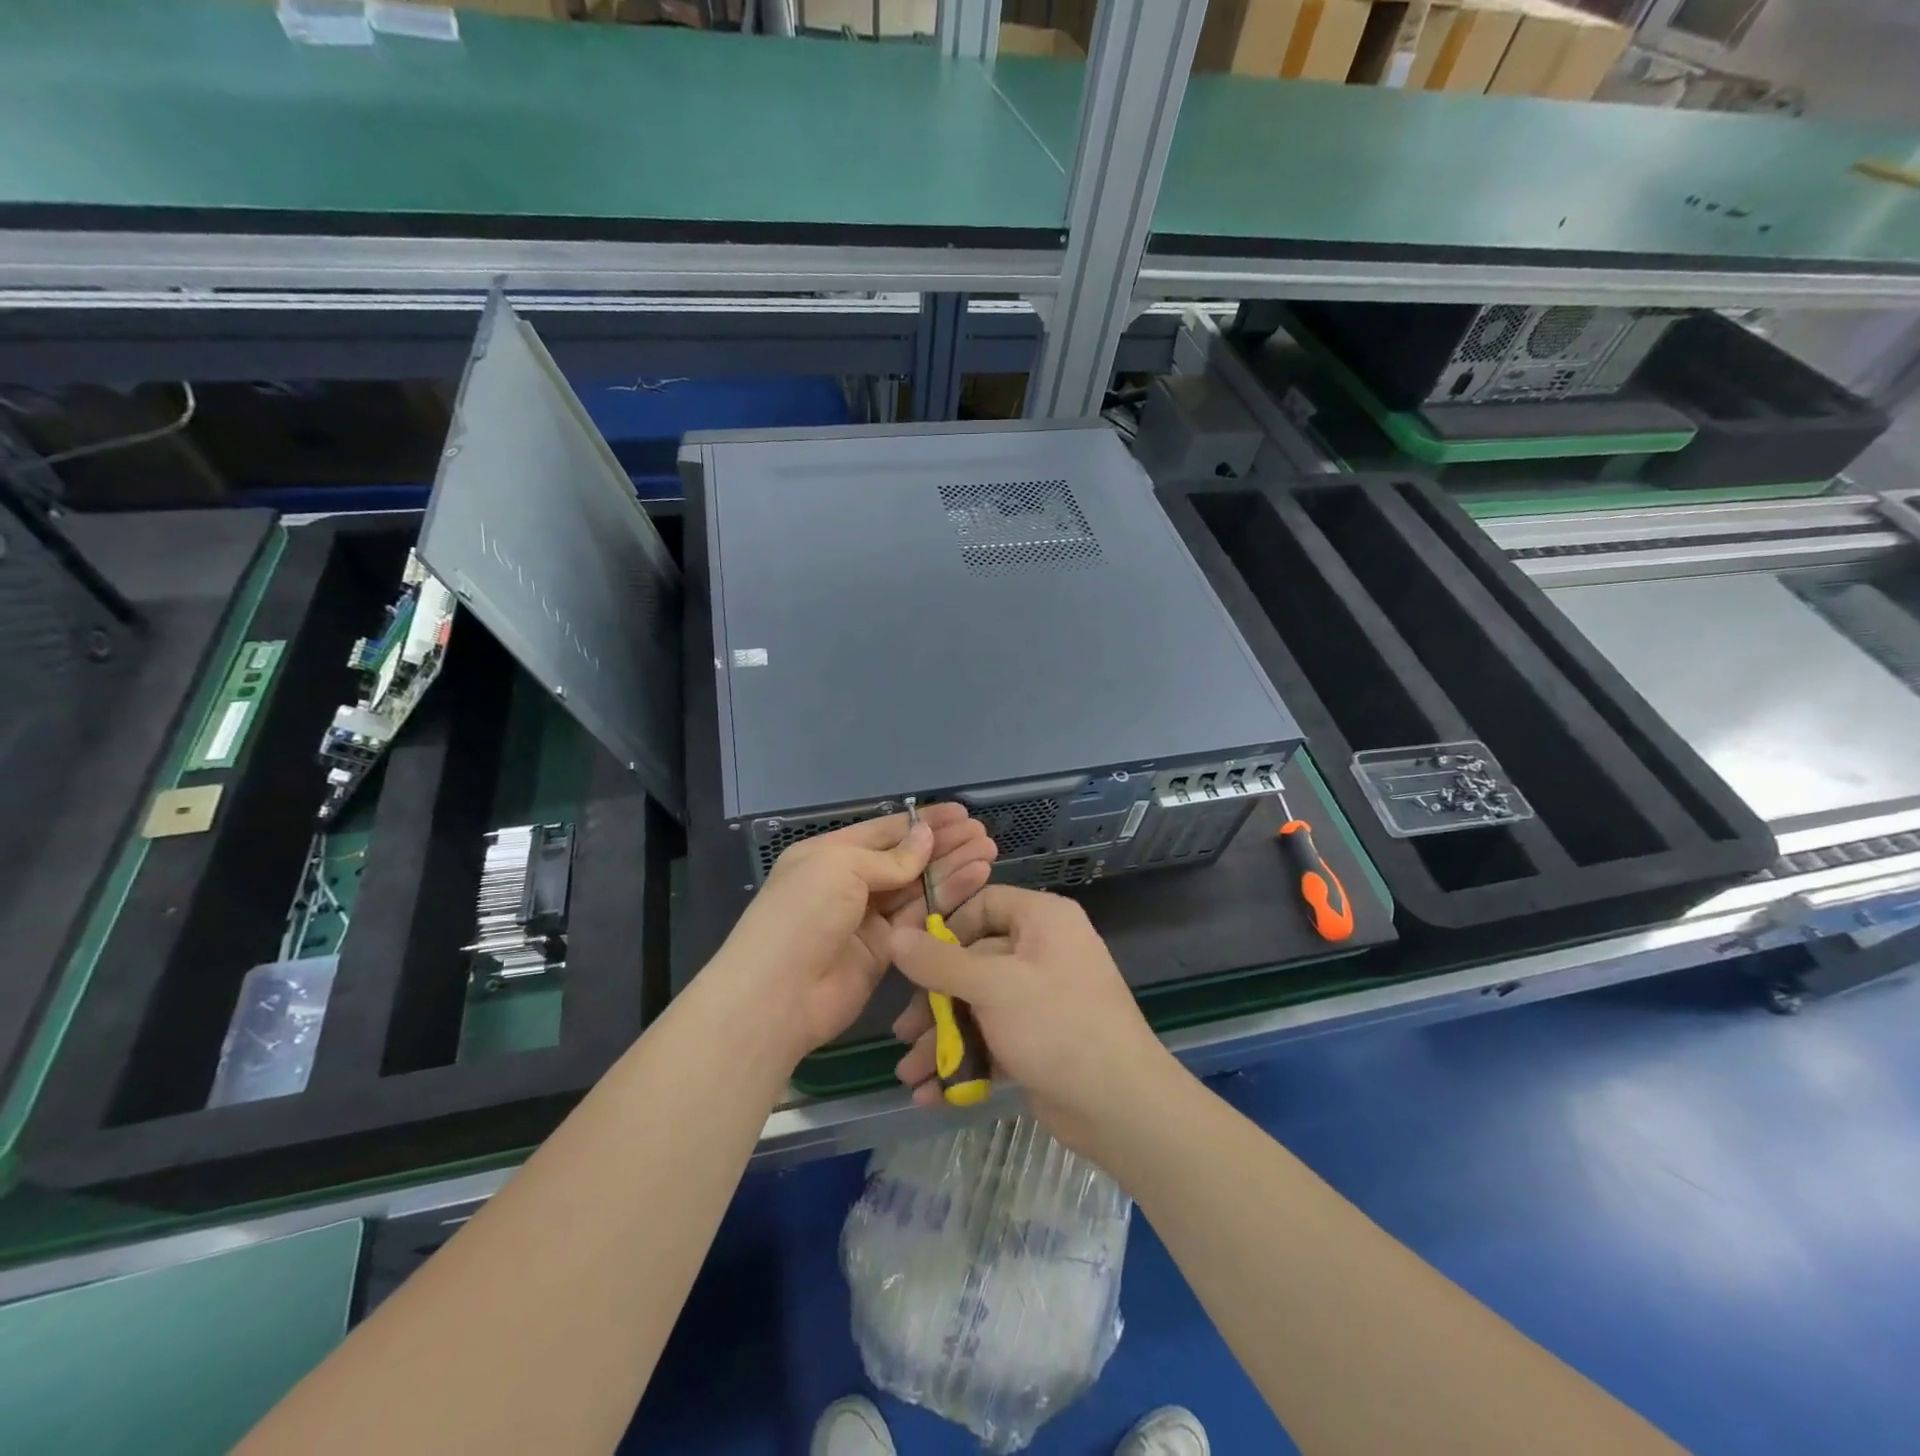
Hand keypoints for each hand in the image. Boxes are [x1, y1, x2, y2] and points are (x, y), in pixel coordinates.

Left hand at [714, 806, 997, 1065]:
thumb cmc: (802, 915)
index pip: (884, 831)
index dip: (922, 822)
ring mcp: (868, 919)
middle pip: (905, 859)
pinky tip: (975, 879)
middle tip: (982, 834)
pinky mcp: (886, 951)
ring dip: (952, 869)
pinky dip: (946, 898)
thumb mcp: (841, 868)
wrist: (778, 995)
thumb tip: (926, 837)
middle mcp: (850, 883)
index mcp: (830, 854)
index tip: (960, 814)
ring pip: (917, 887)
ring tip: (988, 851)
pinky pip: (920, 918)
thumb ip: (890, 857)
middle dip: (943, 844)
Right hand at [889, 886, 1172, 1151]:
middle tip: (904, 1033)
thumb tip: (896, 935)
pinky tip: (932, 1094)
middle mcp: (1043, 951)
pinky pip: (993, 1039)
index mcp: (1043, 920)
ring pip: (979, 1006)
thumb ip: (940, 961)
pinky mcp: (1039, 1040)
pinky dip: (965, 1061)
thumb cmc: (1056, 1024)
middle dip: (935, 1002)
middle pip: (974, 962)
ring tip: (909, 1075)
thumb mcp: (993, 986)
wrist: (1122, 1107)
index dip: (946, 928)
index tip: (914, 958)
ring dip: (943, 1039)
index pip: (985, 904)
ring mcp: (1042, 998)